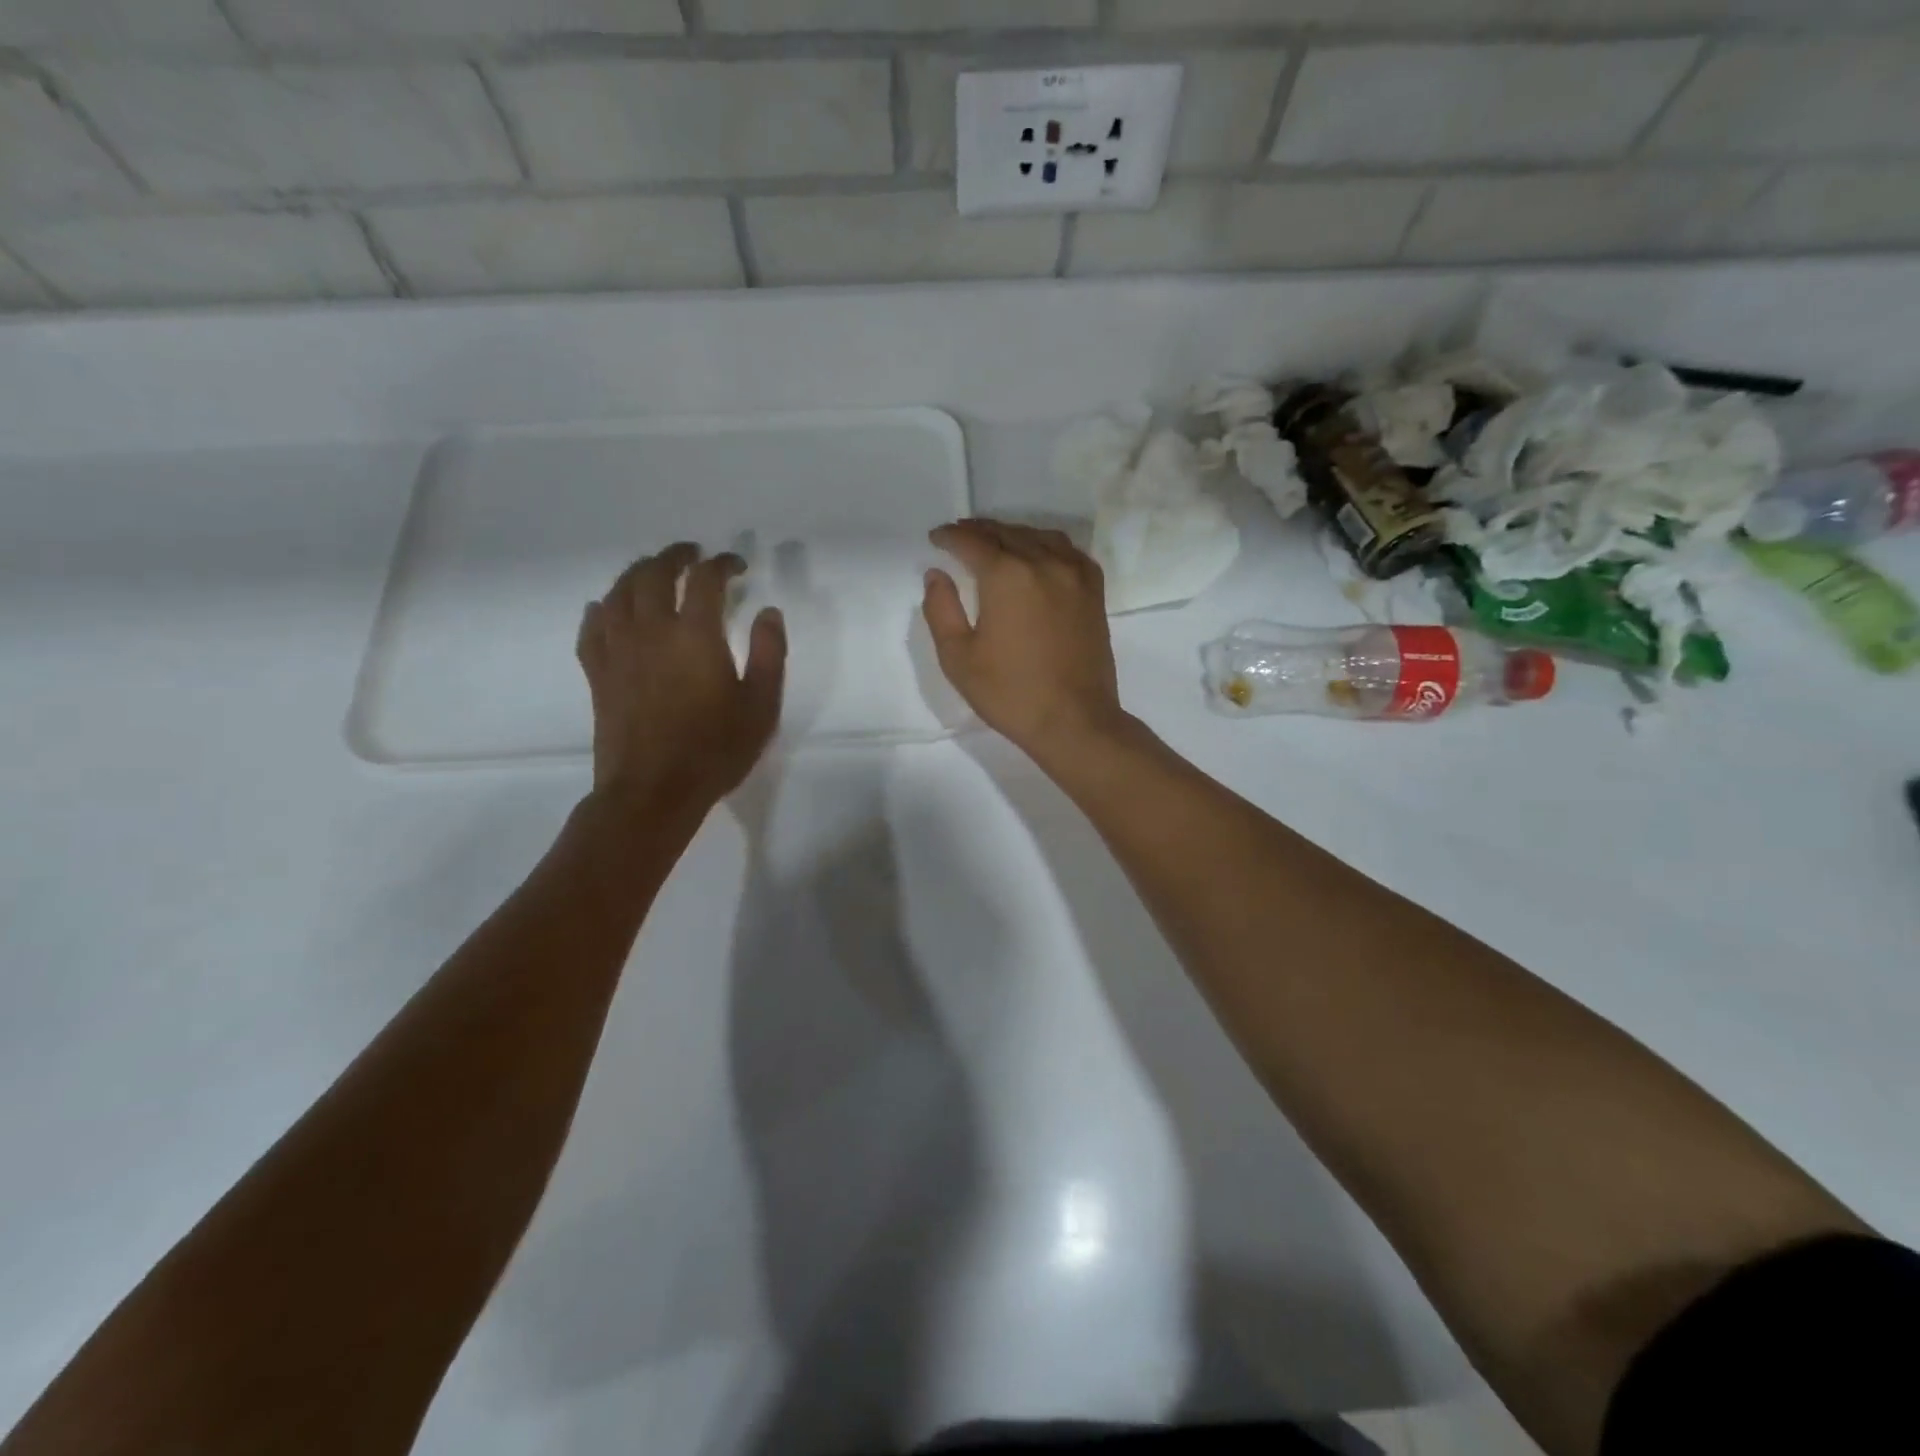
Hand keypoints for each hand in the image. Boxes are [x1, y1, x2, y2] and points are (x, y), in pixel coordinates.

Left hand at [577, 544, 785, 816]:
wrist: (653, 791)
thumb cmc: (714, 750)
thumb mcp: (761, 706)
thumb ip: (769, 654)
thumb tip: (768, 612)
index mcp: (695, 635)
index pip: (705, 580)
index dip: (722, 564)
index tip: (736, 566)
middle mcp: (651, 630)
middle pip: (654, 574)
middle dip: (675, 556)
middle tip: (692, 555)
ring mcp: (618, 650)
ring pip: (619, 593)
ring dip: (637, 573)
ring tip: (653, 571)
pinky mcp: (598, 673)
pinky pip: (592, 628)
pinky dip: (600, 610)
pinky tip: (606, 608)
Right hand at [922, 519, 1128, 764]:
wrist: (1074, 720)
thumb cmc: (1010, 693)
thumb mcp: (958, 658)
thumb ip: (941, 609)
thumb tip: (937, 575)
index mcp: (1007, 575)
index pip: (972, 542)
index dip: (950, 536)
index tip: (935, 538)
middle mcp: (1043, 562)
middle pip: (1005, 533)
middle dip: (978, 531)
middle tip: (959, 535)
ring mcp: (1074, 574)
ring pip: (1038, 537)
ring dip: (1012, 534)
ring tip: (995, 542)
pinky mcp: (1094, 591)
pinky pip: (1069, 552)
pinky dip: (1047, 545)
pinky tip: (1039, 555)